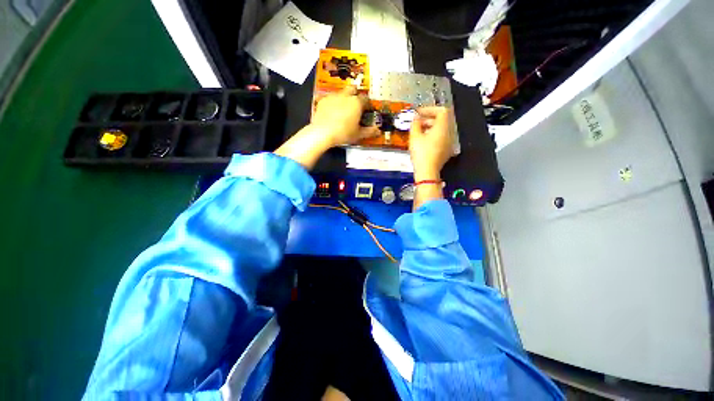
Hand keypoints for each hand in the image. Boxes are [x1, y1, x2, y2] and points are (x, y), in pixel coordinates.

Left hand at [274, 86, 377, 169]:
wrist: (321, 133)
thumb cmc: (342, 133)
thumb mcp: (358, 134)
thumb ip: (369, 131)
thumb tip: (377, 131)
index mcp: (357, 102)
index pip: (365, 98)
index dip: (367, 103)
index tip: (366, 109)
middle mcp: (345, 96)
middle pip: (352, 89)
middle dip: (355, 93)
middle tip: (355, 103)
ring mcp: (333, 97)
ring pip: (340, 92)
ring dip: (343, 97)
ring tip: (342, 107)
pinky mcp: (322, 101)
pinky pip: (329, 98)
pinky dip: (331, 102)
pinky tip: (331, 110)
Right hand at [409, 107, 453, 180]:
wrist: (427, 172)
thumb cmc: (422, 155)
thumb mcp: (414, 136)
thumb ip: (415, 123)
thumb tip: (416, 118)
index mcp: (442, 128)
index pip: (442, 111)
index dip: (430, 109)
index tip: (420, 112)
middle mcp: (449, 134)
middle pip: (442, 119)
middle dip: (429, 118)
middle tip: (418, 121)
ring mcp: (449, 142)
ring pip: (442, 128)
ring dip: (431, 126)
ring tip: (419, 130)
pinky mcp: (447, 149)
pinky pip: (442, 136)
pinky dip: (434, 134)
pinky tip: (424, 139)